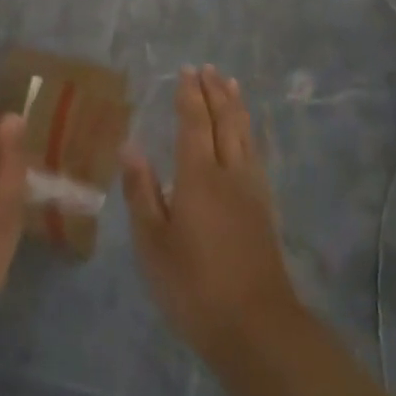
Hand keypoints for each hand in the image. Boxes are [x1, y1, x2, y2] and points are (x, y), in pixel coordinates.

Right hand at [123, 65, 301, 365]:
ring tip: (232, 86)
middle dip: (216, 93)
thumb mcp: (152, 242)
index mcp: (198, 177)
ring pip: (246, 136)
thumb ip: (142, 191)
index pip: (194, 123)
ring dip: (237, 107)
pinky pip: (256, 154)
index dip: (189, 96)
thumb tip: (130, 145)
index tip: (186, 71)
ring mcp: (253, 191)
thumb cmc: (193, 285)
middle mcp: (230, 174)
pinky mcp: (265, 209)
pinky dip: (249, 133)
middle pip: (225, 122)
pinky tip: (248, 136)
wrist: (255, 326)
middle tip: (209, 69)